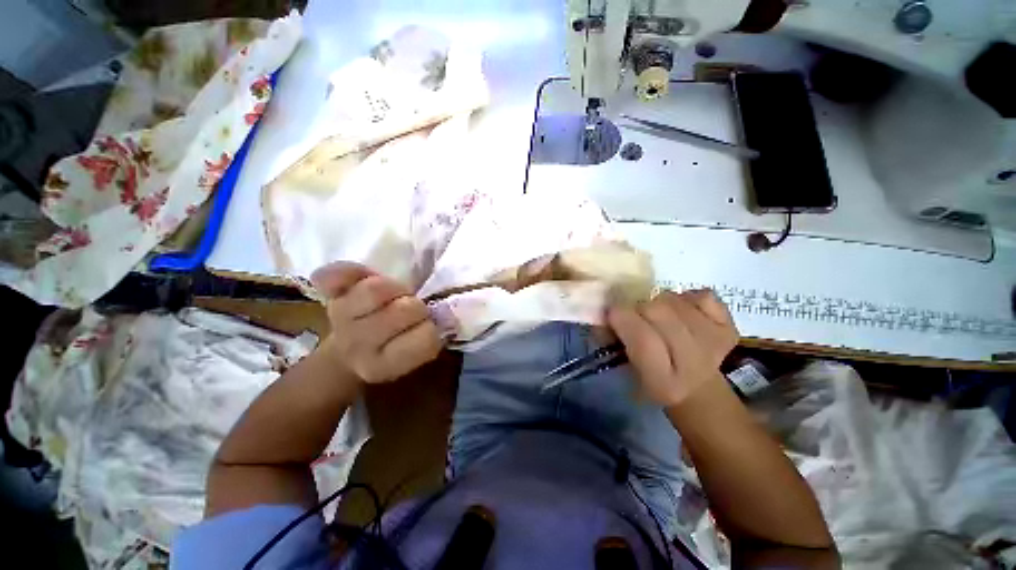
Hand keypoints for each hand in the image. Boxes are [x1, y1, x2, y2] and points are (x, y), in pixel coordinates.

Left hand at [311, 262, 442, 382]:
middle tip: (413, 311)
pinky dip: (348, 271)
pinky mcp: (330, 295)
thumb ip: (431, 339)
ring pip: (377, 289)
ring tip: (396, 294)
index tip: (428, 327)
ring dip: (396, 288)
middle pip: (405, 310)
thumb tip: (450, 315)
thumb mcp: (412, 358)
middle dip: (417, 308)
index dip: (433, 328)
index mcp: (384, 364)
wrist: (346, 355)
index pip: (426, 338)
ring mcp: (341, 318)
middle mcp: (358, 345)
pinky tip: (361, 275)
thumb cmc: (391, 352)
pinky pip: (335, 275)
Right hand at [607, 290, 737, 407]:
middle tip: (634, 314)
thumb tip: (604, 311)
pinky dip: (688, 297)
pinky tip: (683, 311)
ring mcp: (716, 341)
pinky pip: (703, 294)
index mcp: (663, 381)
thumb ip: (612, 340)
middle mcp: (693, 362)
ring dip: (659, 302)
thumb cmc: (652, 379)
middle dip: (639, 308)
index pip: (642, 339)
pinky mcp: (729, 326)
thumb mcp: (626, 368)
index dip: (623, 319)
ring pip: (676, 300)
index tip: (611, 312)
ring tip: (658, 316)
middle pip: (659, 313)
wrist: (697, 387)